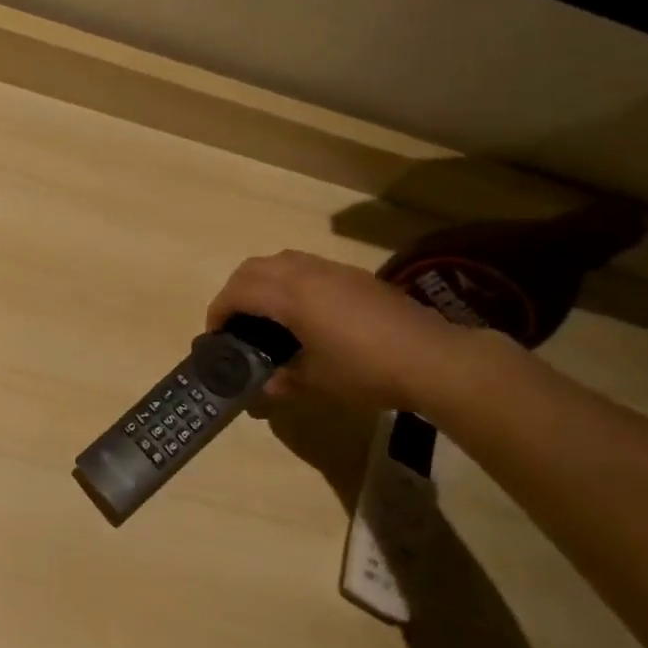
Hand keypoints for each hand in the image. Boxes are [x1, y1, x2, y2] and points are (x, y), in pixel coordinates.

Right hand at [206, 249, 469, 411]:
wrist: (432, 358)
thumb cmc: (367, 370)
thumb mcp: (318, 381)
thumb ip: (284, 380)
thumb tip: (264, 388)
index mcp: (291, 296)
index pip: (239, 292)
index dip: (219, 311)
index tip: (215, 336)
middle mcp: (307, 273)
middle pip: (253, 267)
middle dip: (234, 291)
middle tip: (233, 322)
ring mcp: (333, 270)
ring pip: (281, 260)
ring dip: (261, 280)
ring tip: (262, 313)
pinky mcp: (353, 275)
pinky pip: (305, 265)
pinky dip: (287, 280)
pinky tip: (301, 310)